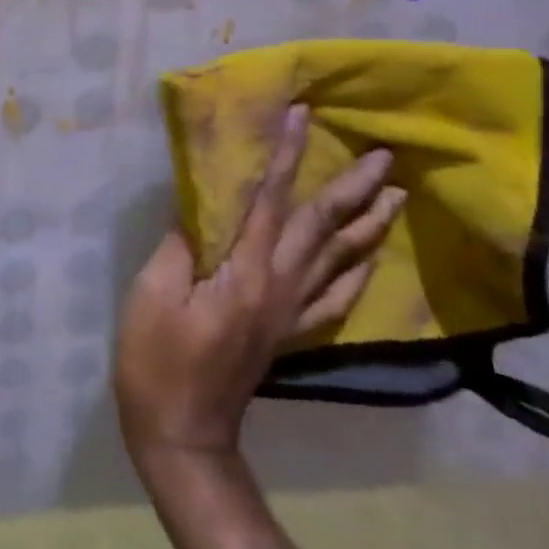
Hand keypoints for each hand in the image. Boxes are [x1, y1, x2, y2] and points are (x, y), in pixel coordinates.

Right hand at [115, 103, 403, 466]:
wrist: (182, 432)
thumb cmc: (157, 360)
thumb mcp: (153, 294)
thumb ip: (179, 244)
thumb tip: (198, 205)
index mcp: (245, 273)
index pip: (270, 200)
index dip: (286, 155)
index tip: (302, 116)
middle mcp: (279, 287)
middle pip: (322, 228)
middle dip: (353, 188)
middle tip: (385, 156)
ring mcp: (289, 313)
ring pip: (340, 260)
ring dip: (368, 226)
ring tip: (396, 197)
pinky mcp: (287, 333)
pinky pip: (334, 299)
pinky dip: (356, 274)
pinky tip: (368, 260)